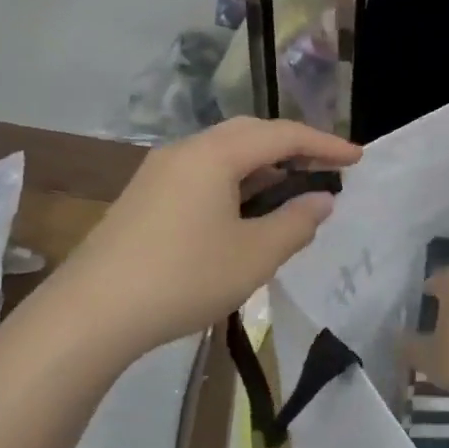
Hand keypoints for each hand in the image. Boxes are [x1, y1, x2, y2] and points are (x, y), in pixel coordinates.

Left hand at [39, 118, 359, 355]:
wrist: (91, 313)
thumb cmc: (182, 278)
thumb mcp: (253, 256)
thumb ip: (295, 223)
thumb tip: (321, 201)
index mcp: (215, 154)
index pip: (282, 135)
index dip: (324, 144)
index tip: (357, 158)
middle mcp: (186, 150)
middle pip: (250, 134)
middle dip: (292, 146)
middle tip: (326, 167)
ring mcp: (159, 172)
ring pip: (223, 153)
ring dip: (262, 165)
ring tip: (292, 187)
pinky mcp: (145, 196)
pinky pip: (202, 173)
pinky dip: (235, 181)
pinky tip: (244, 209)